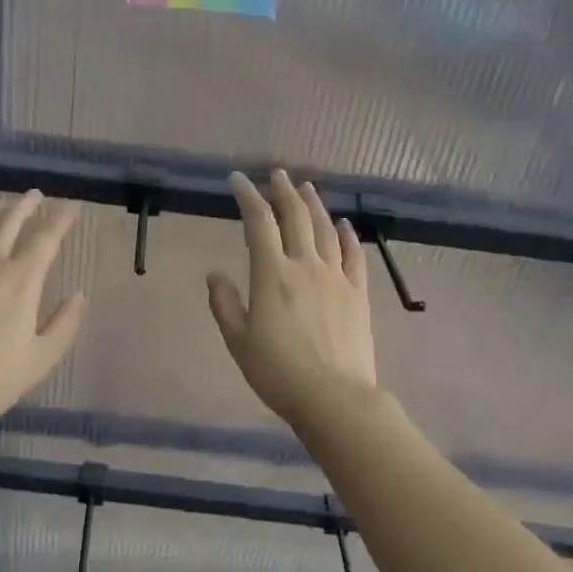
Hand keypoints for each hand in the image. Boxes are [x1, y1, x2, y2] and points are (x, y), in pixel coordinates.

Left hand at [0, 191, 86, 430]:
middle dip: (25, 206)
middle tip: (35, 194)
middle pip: (8, 223)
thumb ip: (64, 325)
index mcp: (21, 282)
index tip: (72, 207)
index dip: (61, 220)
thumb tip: (79, 296)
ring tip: (0, 204)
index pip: (46, 239)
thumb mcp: (40, 359)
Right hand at [207, 170, 376, 429]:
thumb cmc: (278, 372)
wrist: (334, 397)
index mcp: (272, 274)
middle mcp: (305, 265)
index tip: (238, 180)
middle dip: (283, 192)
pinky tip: (344, 225)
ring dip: (314, 205)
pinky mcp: (358, 293)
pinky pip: (354, 255)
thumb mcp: (239, 341)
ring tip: (306, 188)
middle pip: (296, 217)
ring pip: (325, 230)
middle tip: (277, 174)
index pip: (259, 223)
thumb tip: (215, 275)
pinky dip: (347, 235)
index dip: (248, 197)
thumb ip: (225, 304)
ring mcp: (336, 277)